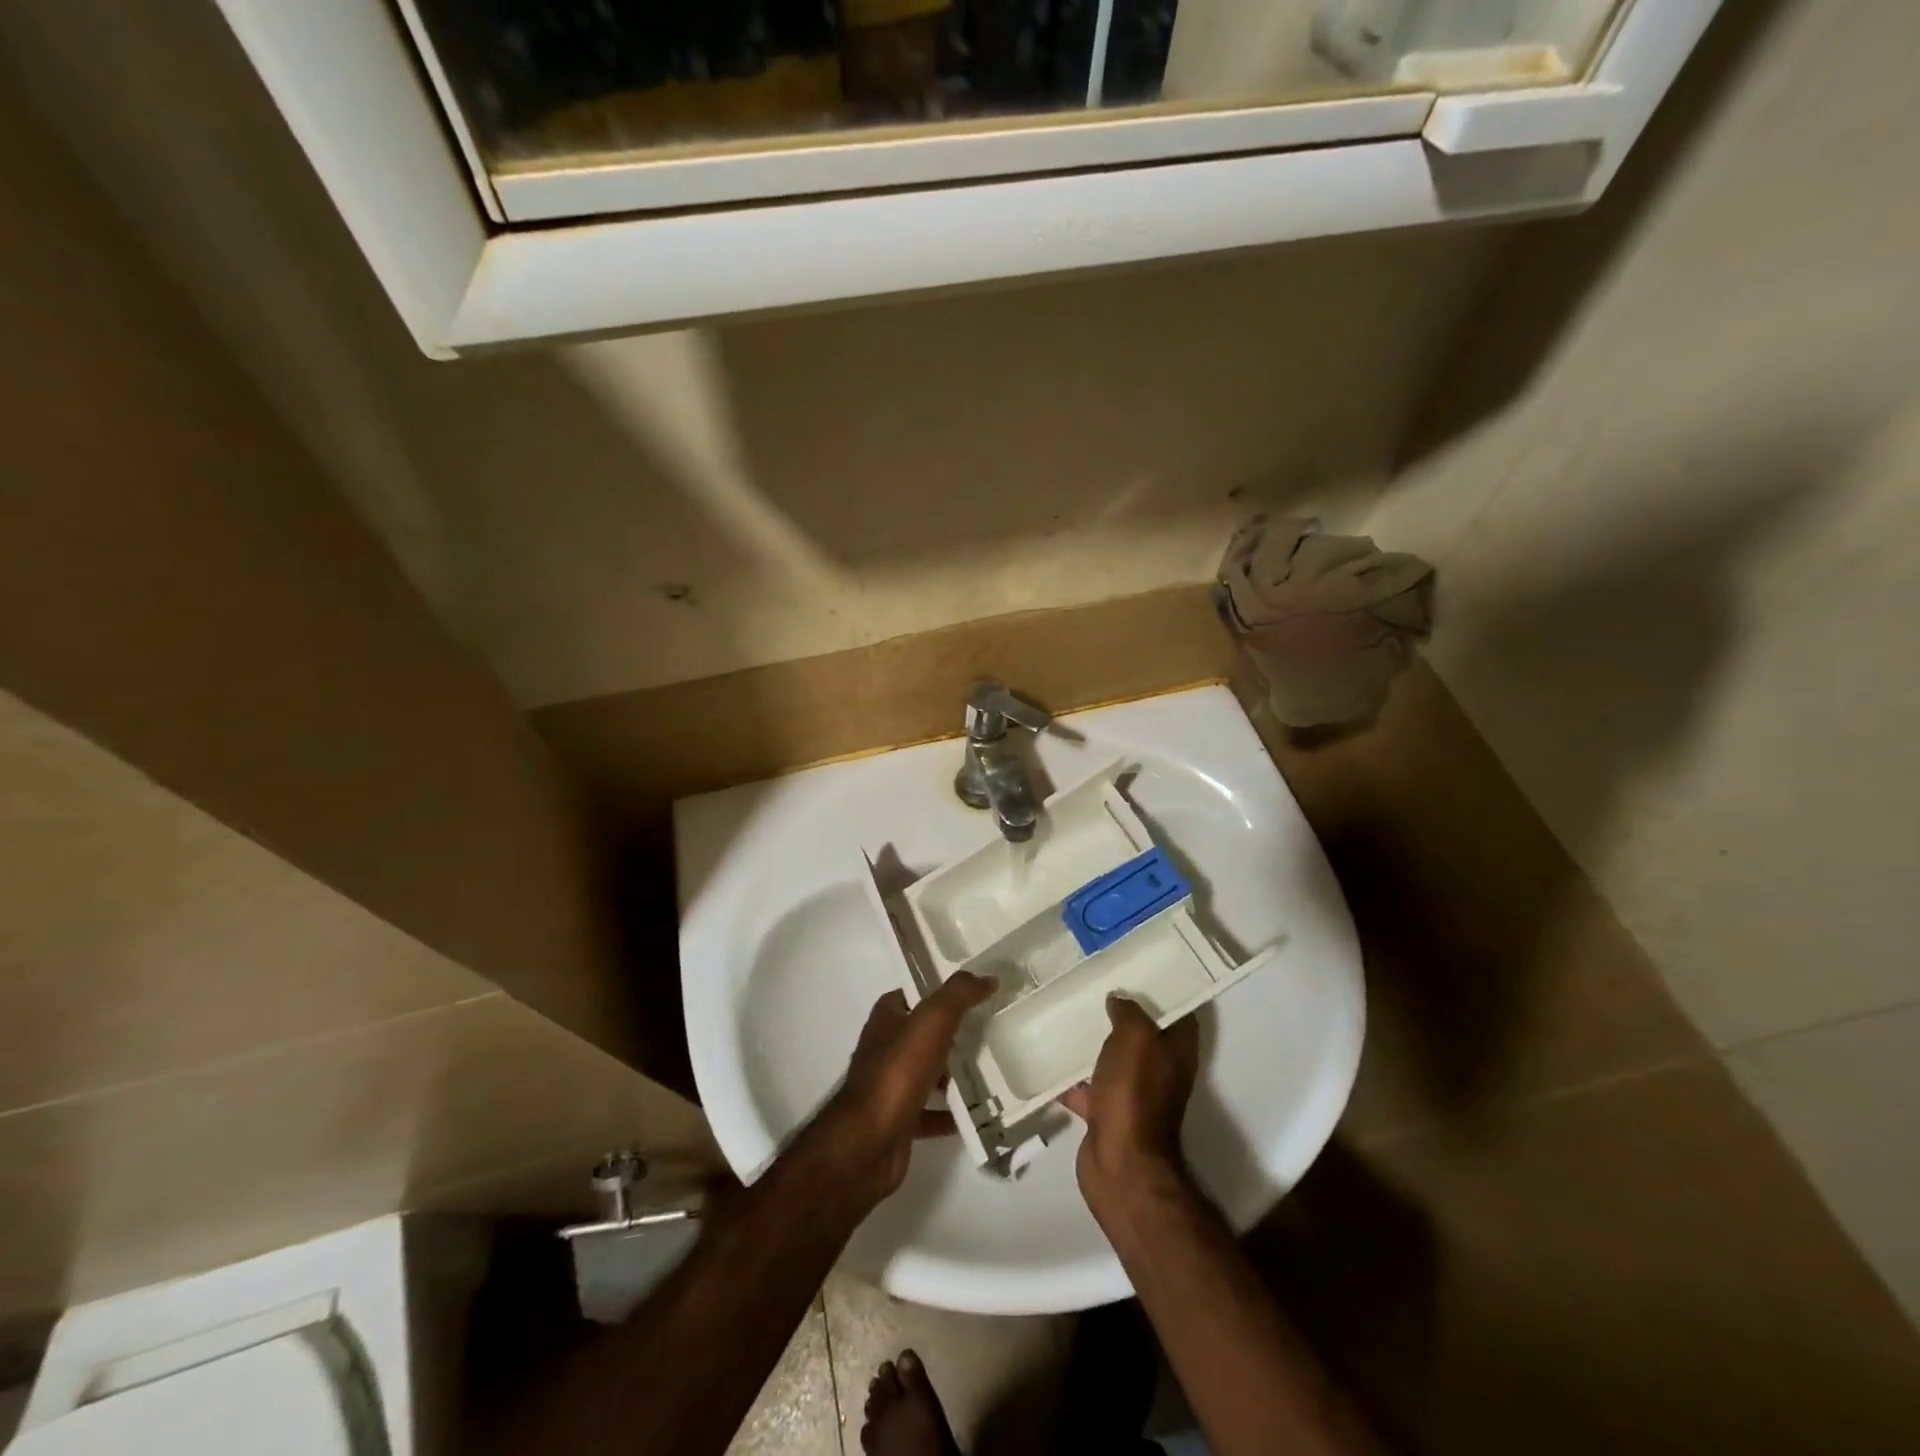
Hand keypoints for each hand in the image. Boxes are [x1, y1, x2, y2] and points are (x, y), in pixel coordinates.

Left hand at [809, 972, 997, 1206]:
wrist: (868, 1142)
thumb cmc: (899, 1071)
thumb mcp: (933, 1019)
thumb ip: (960, 994)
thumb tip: (988, 978)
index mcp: (887, 1017)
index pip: (916, 994)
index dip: (943, 992)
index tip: (977, 995)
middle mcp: (885, 1047)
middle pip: (924, 1034)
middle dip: (953, 1034)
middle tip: (990, 1033)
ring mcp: (890, 1085)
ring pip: (928, 1072)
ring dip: (953, 1074)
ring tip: (990, 1071)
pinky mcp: (898, 1120)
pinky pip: (931, 1112)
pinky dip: (950, 1113)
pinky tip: (976, 1114)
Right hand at [1059, 995, 1199, 1209]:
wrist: (1120, 1162)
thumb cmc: (1134, 1093)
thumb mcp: (1136, 1037)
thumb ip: (1129, 1012)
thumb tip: (1118, 999)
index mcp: (1176, 1051)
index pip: (1178, 1011)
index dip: (1163, 989)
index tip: (1137, 967)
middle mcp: (1160, 1071)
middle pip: (1144, 1034)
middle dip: (1123, 1013)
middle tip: (1096, 985)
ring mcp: (1134, 1095)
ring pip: (1115, 1059)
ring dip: (1096, 1043)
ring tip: (1069, 1015)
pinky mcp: (1108, 1114)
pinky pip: (1088, 1088)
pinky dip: (1072, 1078)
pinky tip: (1049, 1059)